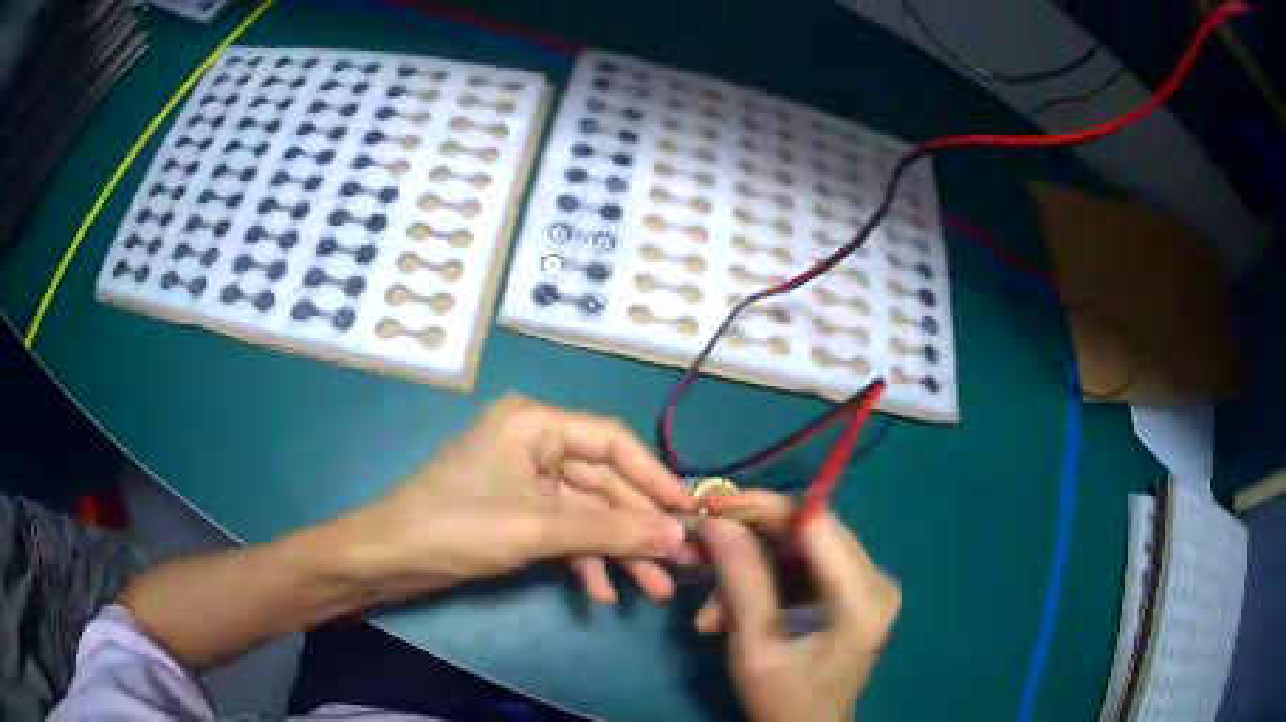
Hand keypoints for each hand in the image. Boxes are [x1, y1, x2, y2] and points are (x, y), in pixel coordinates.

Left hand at [343, 395, 696, 602]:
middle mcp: (535, 443)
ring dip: (618, 551)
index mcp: (535, 424)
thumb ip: (611, 530)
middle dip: (638, 528)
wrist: (390, 557)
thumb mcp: (539, 528)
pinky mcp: (518, 511)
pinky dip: (584, 559)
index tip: (691, 513)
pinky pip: (564, 530)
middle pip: (603, 484)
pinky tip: (603, 592)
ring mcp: (526, 480)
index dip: (655, 478)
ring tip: (655, 589)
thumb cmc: (458, 526)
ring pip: (588, 513)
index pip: (612, 442)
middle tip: (679, 563)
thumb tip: (677, 535)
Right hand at [697, 491, 900, 721]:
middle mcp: (877, 579)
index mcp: (863, 597)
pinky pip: (802, 567)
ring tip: (710, 611)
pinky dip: (762, 582)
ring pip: (797, 548)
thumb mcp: (755, 646)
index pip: (813, 522)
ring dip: (749, 568)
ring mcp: (869, 584)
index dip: (760, 506)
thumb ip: (742, 580)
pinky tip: (729, 613)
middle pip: (806, 530)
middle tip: (698, 550)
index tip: (709, 506)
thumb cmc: (784, 700)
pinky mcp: (854, 591)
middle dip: (747, 539)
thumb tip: (718, 521)